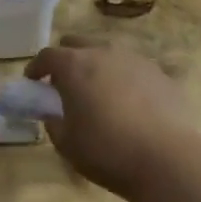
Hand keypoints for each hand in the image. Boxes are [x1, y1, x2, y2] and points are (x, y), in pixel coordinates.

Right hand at [24, 36, 191, 201]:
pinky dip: (125, 80)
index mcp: (75, 65)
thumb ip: (53, 123)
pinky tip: (130, 104)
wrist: (167, 157)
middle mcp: (104, 52)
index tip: (33, 82)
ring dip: (97, 67)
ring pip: (108, 53)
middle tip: (64, 85)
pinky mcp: (161, 74)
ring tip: (99, 93)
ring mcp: (136, 59)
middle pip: (77, 44)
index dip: (36, 68)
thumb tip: (53, 114)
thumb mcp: (67, 144)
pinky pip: (134, 70)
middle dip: (66, 60)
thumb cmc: (107, 150)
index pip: (47, 55)